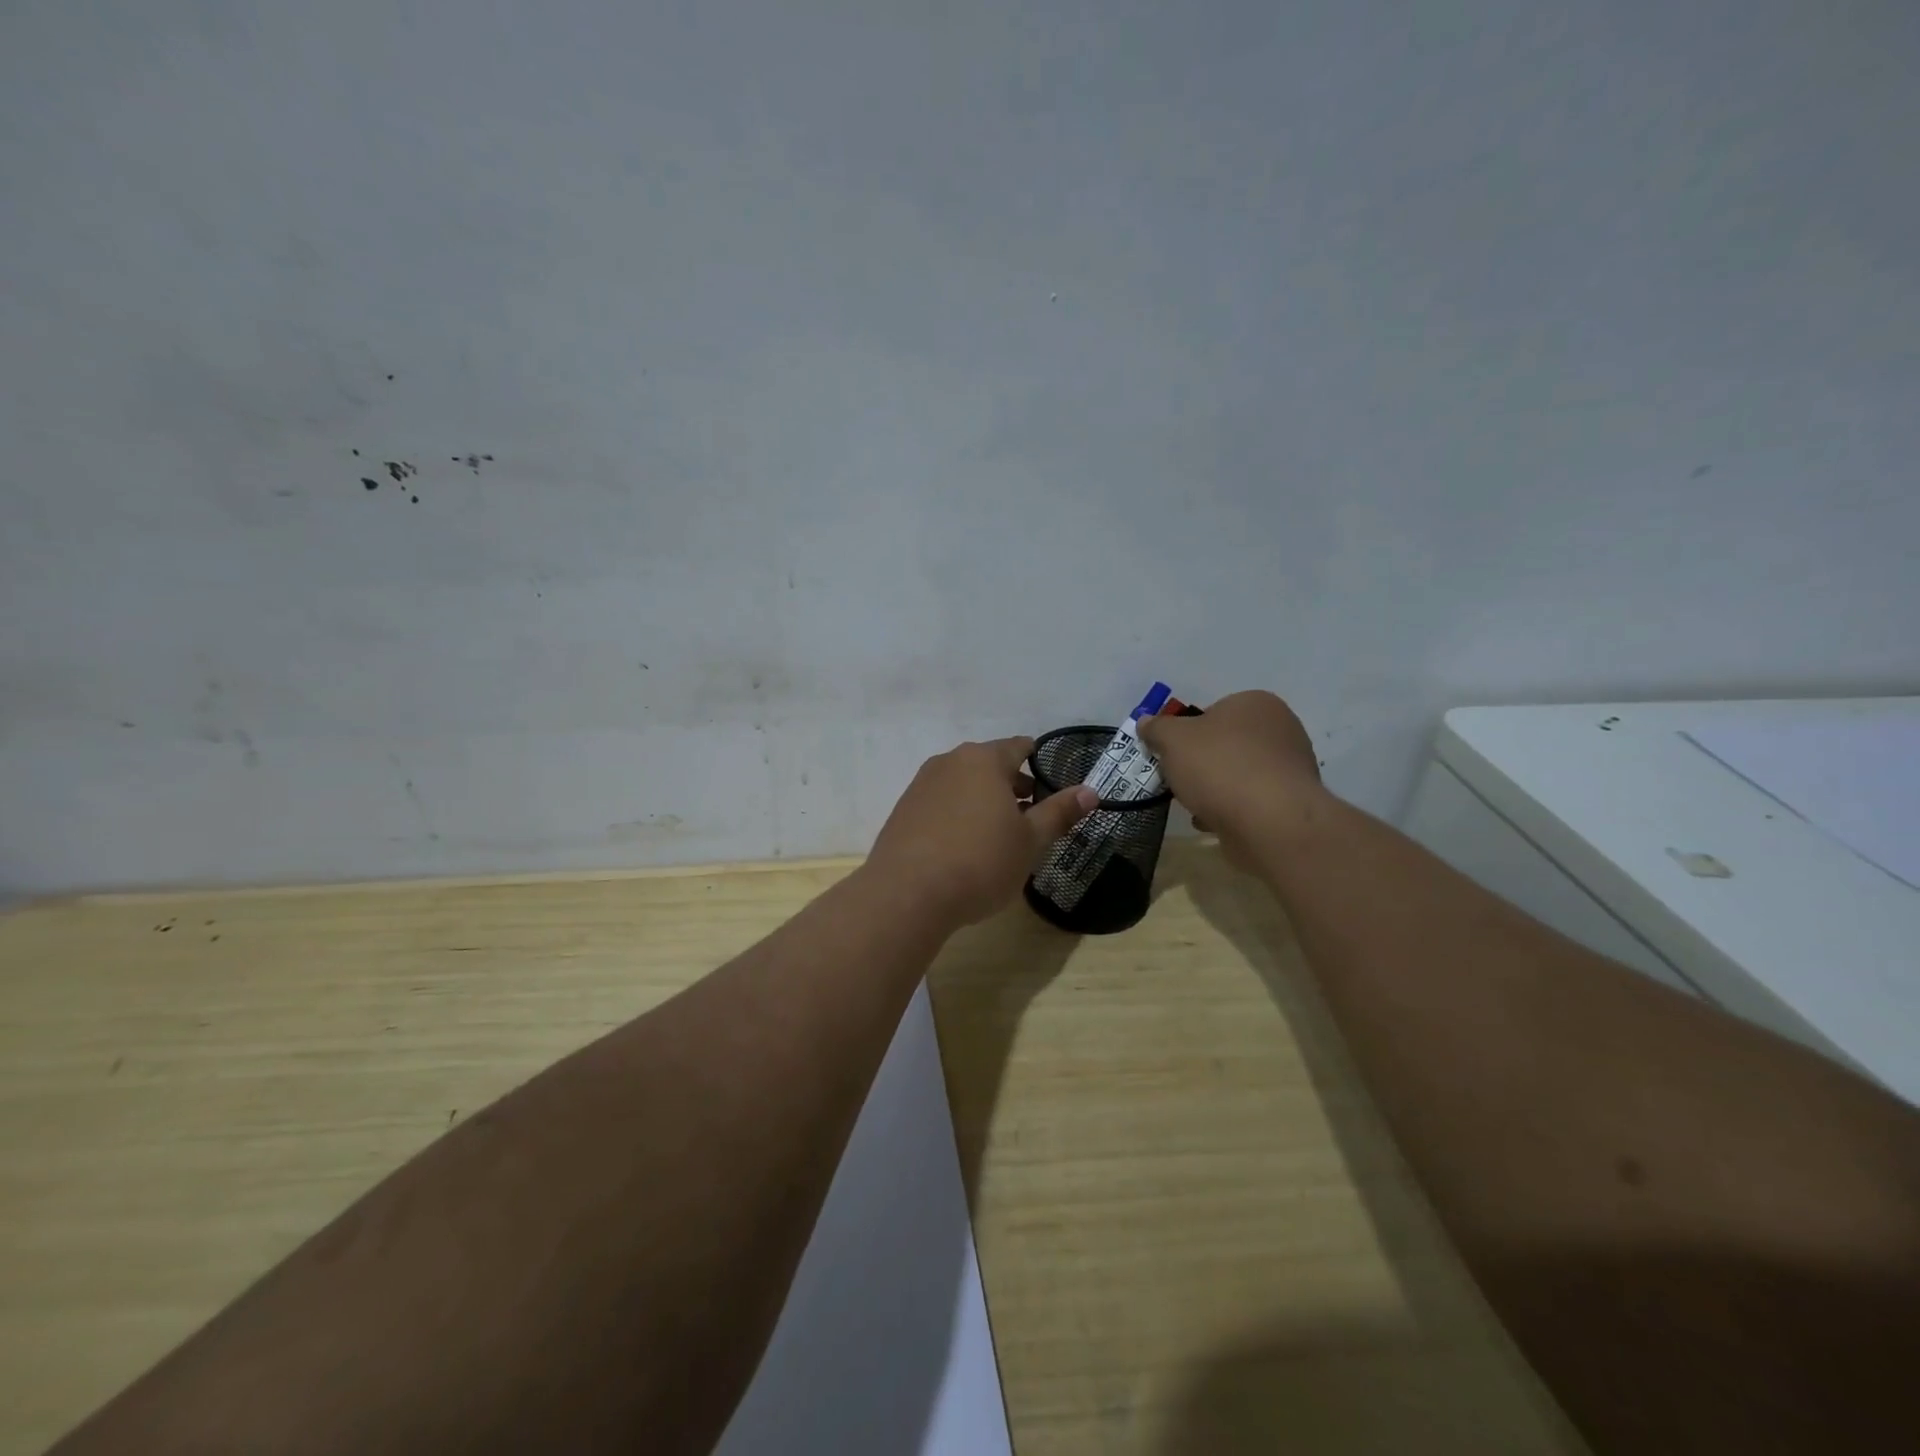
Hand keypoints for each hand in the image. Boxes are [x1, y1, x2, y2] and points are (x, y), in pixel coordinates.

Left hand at [867, 737, 1097, 928]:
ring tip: (998, 835)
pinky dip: (958, 814)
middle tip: (1031, 817)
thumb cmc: (980, 862)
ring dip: (984, 801)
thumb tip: (1090, 790)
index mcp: (984, 760)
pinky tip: (963, 847)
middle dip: (1012, 786)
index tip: (1051, 785)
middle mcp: (950, 762)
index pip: (1019, 747)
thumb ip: (1059, 812)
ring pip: (963, 784)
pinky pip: (941, 803)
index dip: (1039, 763)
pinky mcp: (903, 810)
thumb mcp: (1029, 841)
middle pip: (989, 764)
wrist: (907, 893)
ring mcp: (922, 784)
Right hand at [1136, 692, 1326, 864]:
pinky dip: (1230, 809)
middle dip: (1201, 762)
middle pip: (1226, 743)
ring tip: (1193, 804)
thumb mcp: (1172, 739)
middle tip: (1179, 778)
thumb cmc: (1220, 767)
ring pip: (1238, 774)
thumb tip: (1147, 722)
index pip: (1213, 711)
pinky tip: (1212, 822)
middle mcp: (1281, 729)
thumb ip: (1157, 728)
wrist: (1270, 822)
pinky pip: (1251, 800)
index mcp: (1256, 703)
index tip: (1171, 753)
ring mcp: (1291, 768)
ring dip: (1214, 788)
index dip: (1187, 732)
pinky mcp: (1291, 803)